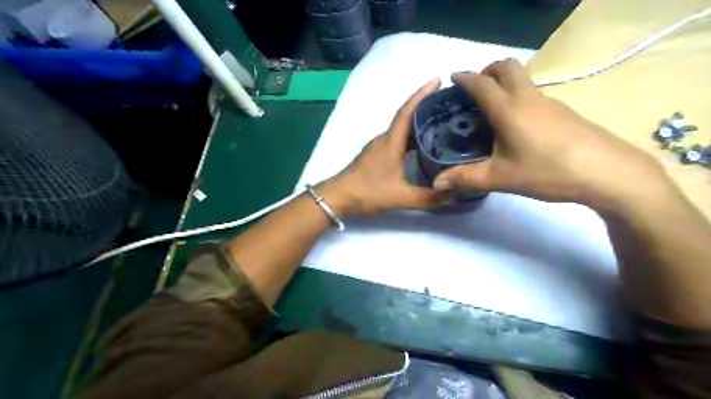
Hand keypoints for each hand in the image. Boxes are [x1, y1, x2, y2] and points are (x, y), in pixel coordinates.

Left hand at [322, 77, 448, 214]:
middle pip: (406, 118)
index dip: (422, 94)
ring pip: (402, 131)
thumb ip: (428, 198)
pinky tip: (422, 148)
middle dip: (426, 108)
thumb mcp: (401, 197)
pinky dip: (411, 139)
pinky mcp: (376, 157)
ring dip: (419, 125)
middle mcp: (385, 140)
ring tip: (442, 125)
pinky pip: (397, 141)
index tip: (438, 80)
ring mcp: (378, 148)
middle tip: (449, 106)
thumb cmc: (367, 192)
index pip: (407, 112)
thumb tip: (454, 195)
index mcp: (390, 142)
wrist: (338, 197)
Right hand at [430, 59, 669, 208]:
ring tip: (491, 108)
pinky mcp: (563, 112)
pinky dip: (518, 96)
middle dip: (488, 70)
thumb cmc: (547, 171)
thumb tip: (437, 182)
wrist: (606, 172)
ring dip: (504, 82)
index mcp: (508, 109)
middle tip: (475, 88)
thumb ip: (466, 178)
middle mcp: (528, 98)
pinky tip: (516, 124)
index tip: (452, 78)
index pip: (482, 84)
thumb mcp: (501, 178)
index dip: (465, 78)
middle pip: (507, 67)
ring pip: (523, 79)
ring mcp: (549, 102)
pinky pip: (533, 94)